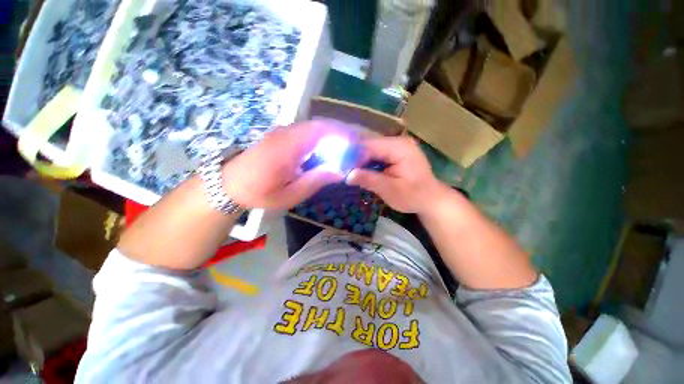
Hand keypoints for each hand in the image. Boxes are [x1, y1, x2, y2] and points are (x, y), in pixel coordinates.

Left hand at [221, 121, 345, 209]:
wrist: (229, 184)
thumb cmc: (259, 193)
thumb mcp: (290, 194)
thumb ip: (315, 180)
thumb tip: (340, 171)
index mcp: (288, 147)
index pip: (321, 130)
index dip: (343, 134)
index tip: (358, 144)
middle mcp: (286, 133)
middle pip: (320, 125)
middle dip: (341, 133)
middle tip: (355, 147)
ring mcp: (283, 132)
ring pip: (314, 127)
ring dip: (332, 135)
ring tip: (346, 149)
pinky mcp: (282, 136)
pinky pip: (307, 132)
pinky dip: (322, 138)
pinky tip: (327, 150)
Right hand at [347, 136, 447, 214]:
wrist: (430, 199)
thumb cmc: (413, 196)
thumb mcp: (391, 190)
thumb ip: (370, 180)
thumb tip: (348, 175)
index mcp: (399, 147)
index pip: (370, 146)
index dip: (353, 155)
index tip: (339, 167)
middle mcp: (398, 141)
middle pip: (369, 145)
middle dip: (355, 157)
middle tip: (341, 170)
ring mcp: (397, 145)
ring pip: (370, 149)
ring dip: (359, 160)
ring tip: (347, 170)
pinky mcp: (395, 152)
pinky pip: (376, 154)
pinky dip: (366, 162)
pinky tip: (359, 170)